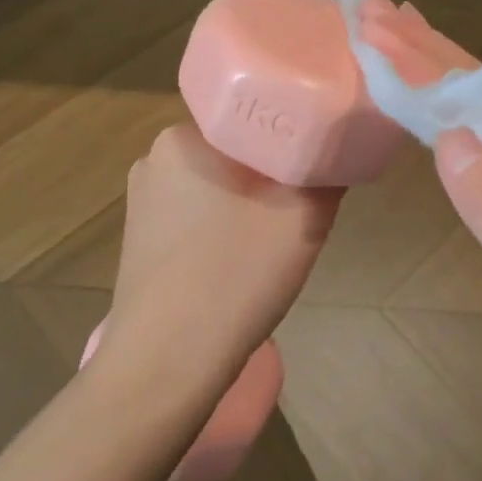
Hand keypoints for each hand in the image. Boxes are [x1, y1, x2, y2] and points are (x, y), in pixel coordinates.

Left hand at [100, 123, 340, 408]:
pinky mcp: (140, 240)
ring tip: (272, 245)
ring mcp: (142, 202)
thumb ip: (326, 171)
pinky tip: (237, 267)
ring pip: (218, 186)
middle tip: (300, 210)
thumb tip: (340, 148)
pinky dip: (224, 230)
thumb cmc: (234, 276)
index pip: (250, 115)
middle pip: (235, 151)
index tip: (315, 165)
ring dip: (249, 205)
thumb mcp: (303, 216)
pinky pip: (197, 217)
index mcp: (183, 137)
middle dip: (271, 175)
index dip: (290, 136)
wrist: (164, 365)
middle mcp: (155, 158)